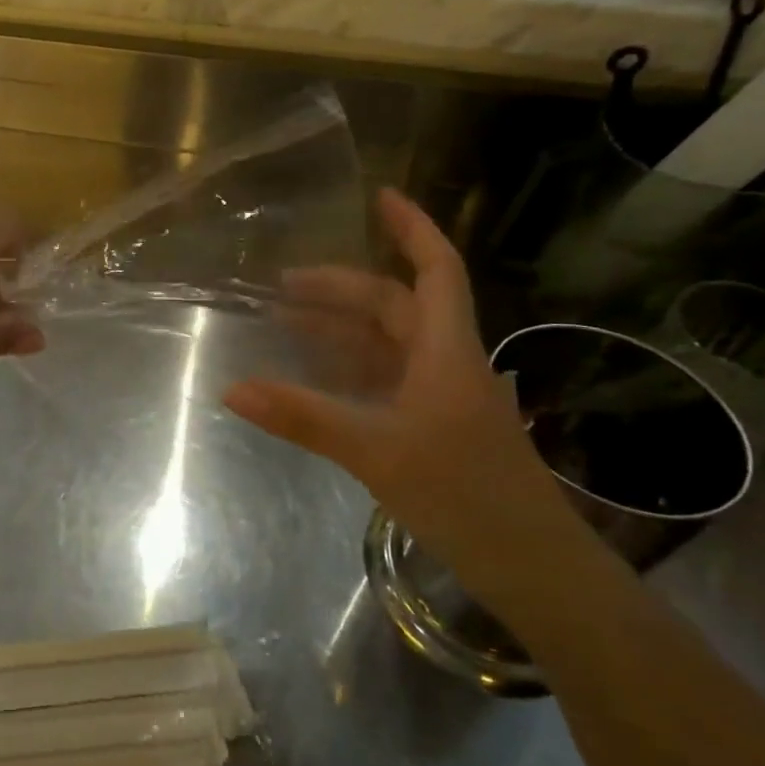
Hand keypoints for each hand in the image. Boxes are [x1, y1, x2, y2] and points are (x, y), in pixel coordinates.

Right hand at [223, 189, 576, 600]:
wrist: (532, 568)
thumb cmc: (465, 496)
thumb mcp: (377, 451)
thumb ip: (304, 417)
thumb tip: (232, 389)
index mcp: (446, 352)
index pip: (435, 271)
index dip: (412, 229)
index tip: (380, 197)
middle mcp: (446, 364)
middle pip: (396, 306)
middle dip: (343, 288)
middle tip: (284, 285)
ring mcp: (441, 398)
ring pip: (388, 345)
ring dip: (342, 328)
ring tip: (287, 322)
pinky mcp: (434, 429)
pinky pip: (385, 381)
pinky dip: (348, 370)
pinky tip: (316, 378)